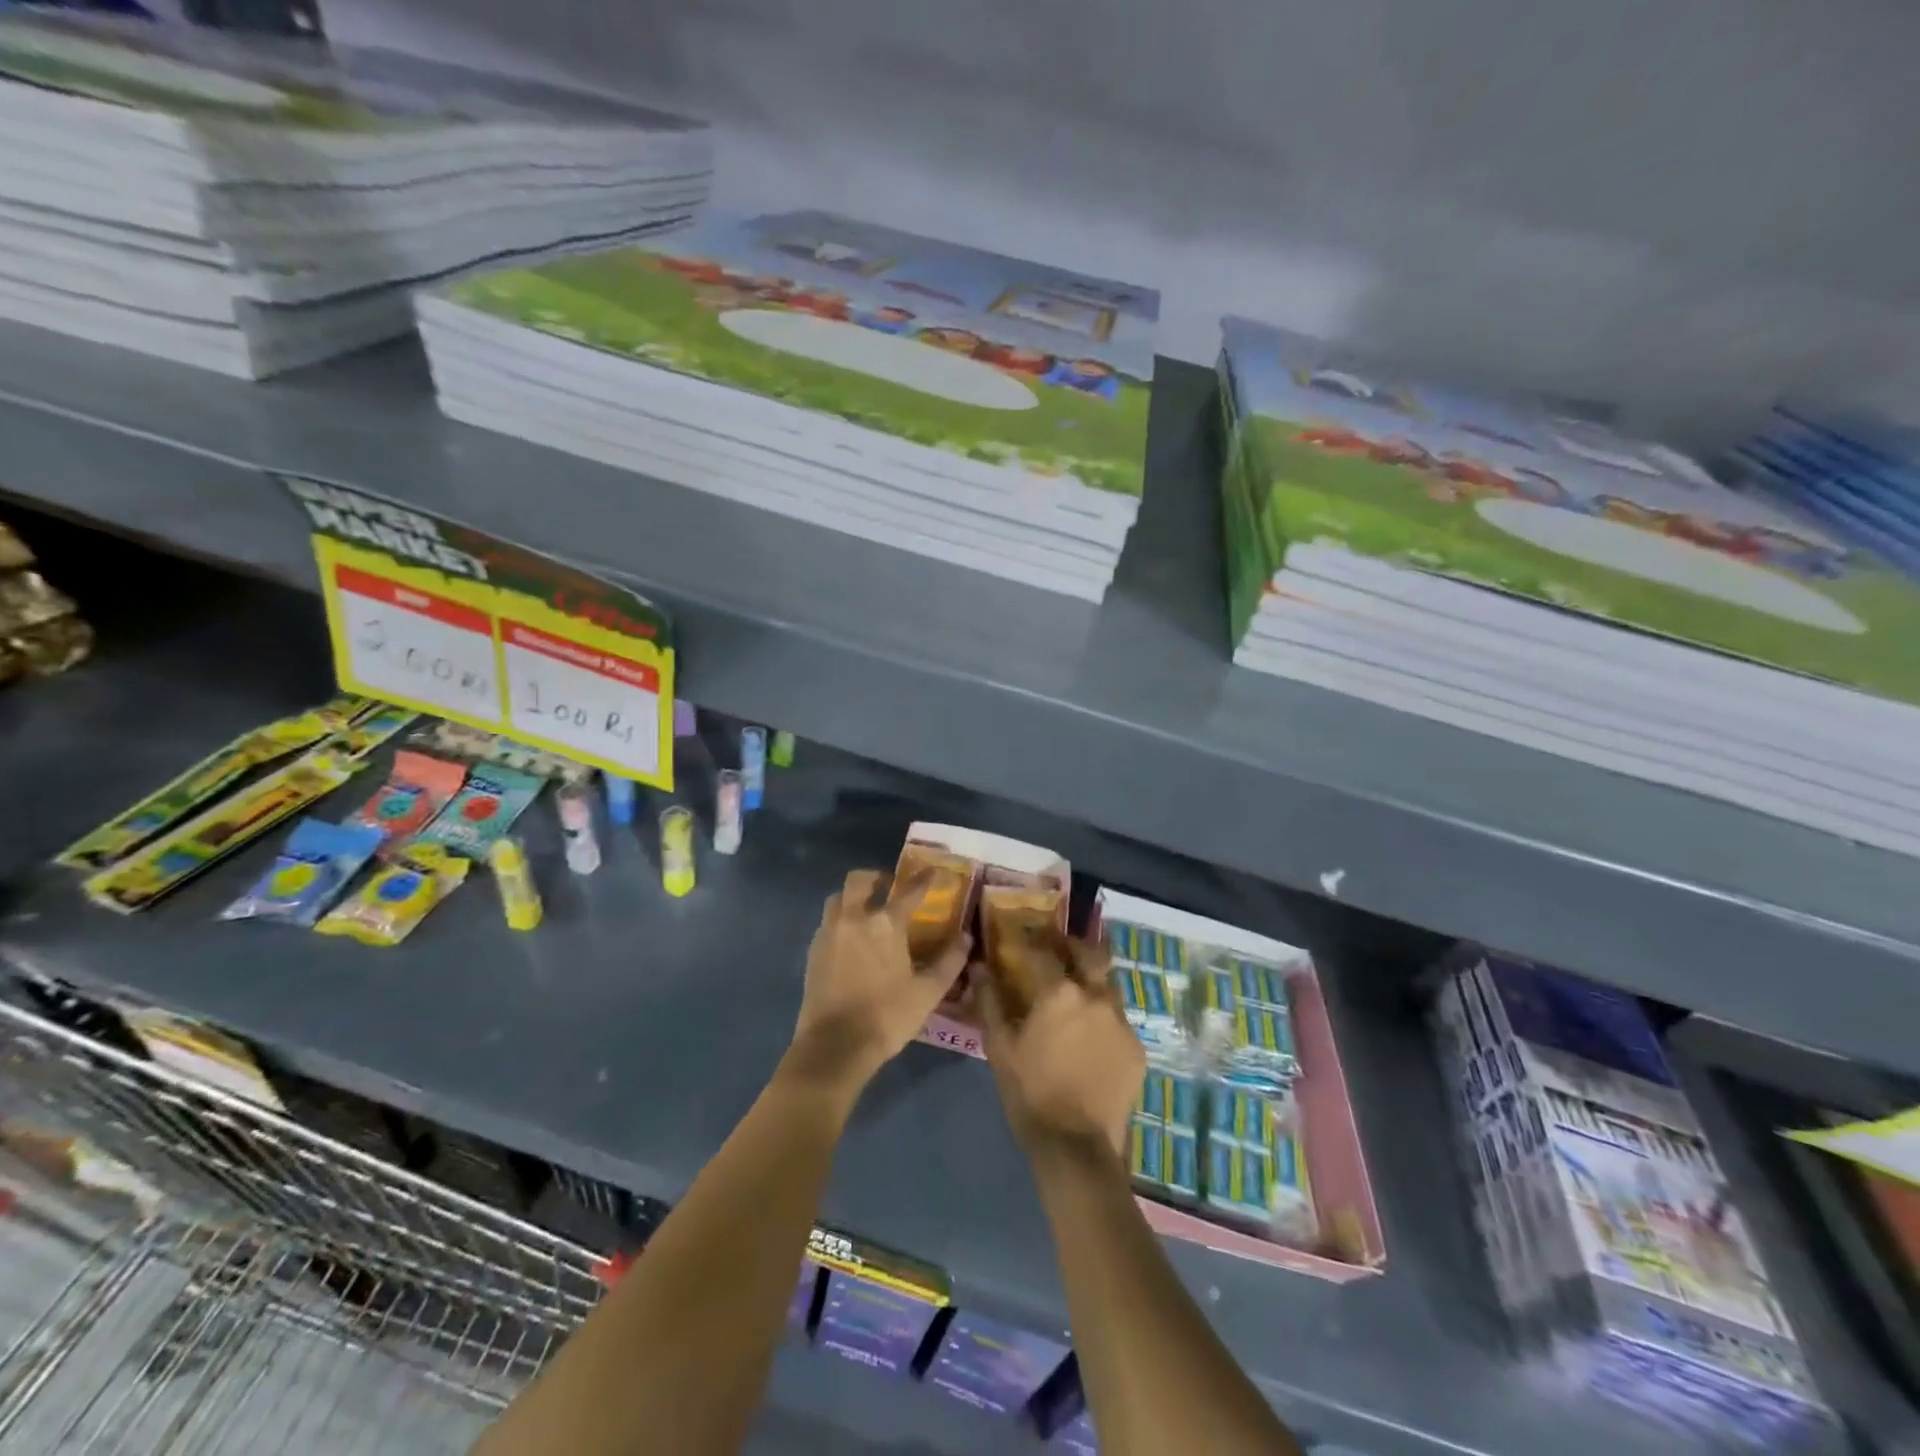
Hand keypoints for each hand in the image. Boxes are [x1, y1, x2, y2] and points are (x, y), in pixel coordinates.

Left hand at [788, 868, 971, 1088]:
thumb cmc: (887, 1017)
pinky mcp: (813, 951)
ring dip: (853, 897)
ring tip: (867, 912)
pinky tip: (851, 941)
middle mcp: (854, 918)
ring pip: (838, 899)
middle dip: (876, 878)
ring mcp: (829, 933)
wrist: (834, 1046)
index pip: (908, 891)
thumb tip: (966, 937)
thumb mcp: (928, 992)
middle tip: (889, 888)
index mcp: (885, 924)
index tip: (933, 871)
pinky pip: (827, 923)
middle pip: (859, 880)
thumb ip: (949, 961)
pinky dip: (841, 921)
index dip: (924, 879)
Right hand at [977, 933, 1143, 1159]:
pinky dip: (1104, 1019)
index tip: (1024, 934)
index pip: (1045, 951)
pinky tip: (1093, 1036)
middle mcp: (1096, 996)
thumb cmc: (1030, 1091)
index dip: (1032, 940)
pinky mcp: (1136, 1048)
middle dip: (1075, 946)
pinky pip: (1119, 1021)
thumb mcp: (1000, 1047)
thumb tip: (980, 969)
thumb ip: (990, 1002)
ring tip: (1079, 992)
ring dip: (1093, 981)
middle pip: (1091, 955)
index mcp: (1060, 992)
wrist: (1076, 1145)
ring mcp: (1121, 1022)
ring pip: (1109, 986)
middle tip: (1062, 948)